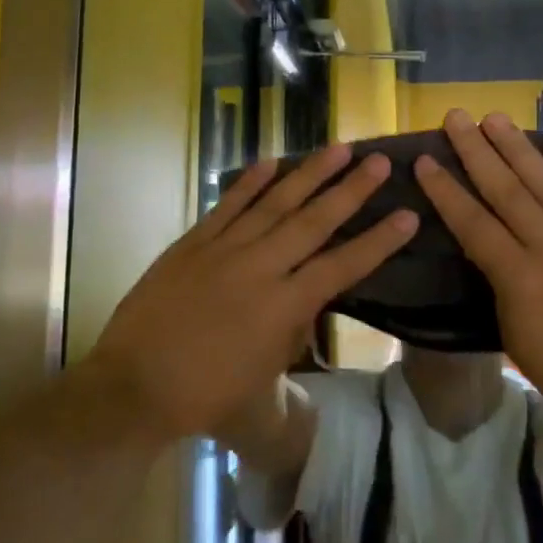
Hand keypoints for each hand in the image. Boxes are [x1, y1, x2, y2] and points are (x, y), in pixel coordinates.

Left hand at [91, 145, 416, 441]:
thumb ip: (293, 331)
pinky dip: (250, 182)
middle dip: (351, 190)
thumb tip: (309, 300)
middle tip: (379, 162)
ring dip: (309, 173)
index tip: (407, 215)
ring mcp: (224, 249)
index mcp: (283, 307)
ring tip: (338, 148)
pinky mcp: (193, 242)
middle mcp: (260, 268)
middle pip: (314, 221)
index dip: (378, 241)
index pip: (342, 266)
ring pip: (274, 203)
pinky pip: (228, 205)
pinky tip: (272, 161)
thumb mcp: (265, 374)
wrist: (135, 385)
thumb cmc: (205, 394)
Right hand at [414, 109, 542, 432]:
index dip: (446, 191)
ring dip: (519, 149)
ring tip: (495, 118)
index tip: (426, 159)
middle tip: (456, 117)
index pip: (473, 225)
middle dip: (477, 151)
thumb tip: (498, 257)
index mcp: (521, 280)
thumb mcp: (521, 342)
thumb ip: (505, 292)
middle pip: (507, 191)